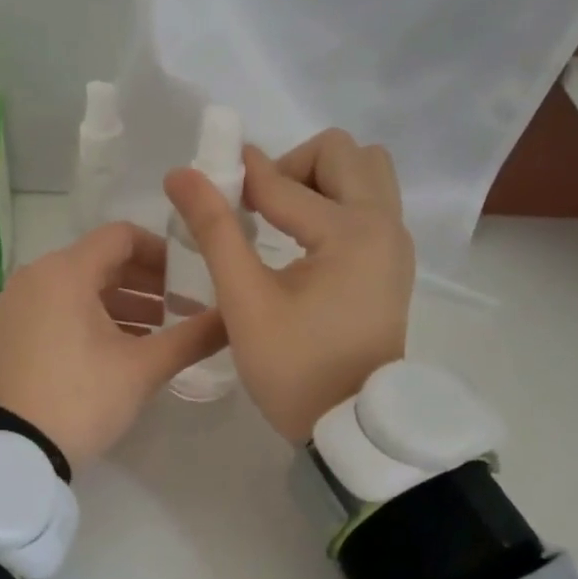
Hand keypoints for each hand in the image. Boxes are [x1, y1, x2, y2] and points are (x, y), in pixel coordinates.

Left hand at [0, 222, 225, 467]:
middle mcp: (36, 277)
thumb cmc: (80, 398)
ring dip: (122, 304)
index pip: (122, 237)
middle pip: (101, 262)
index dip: (162, 251)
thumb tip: (235, 317)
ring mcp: (17, 306)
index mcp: (66, 271)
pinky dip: (92, 319)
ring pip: (79, 288)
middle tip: (183, 308)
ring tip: (159, 333)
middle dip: (146, 283)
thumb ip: (193, 337)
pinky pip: (58, 309)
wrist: (8, 451)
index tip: (191, 277)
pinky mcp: (10, 333)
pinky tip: (119, 349)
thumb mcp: (142, 369)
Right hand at [164, 129, 412, 442]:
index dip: (236, 178)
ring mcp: (396, 244)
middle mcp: (386, 224)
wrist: (350, 425)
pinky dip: (336, 203)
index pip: (283, 182)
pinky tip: (301, 242)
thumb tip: (182, 175)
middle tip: (255, 208)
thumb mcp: (245, 301)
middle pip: (342, 153)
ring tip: (281, 221)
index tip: (202, 184)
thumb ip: (215, 231)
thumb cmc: (294, 368)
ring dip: (320, 180)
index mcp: (352, 231)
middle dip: (291, 166)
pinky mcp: (393, 263)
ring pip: (364, 173)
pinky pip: (370, 204)